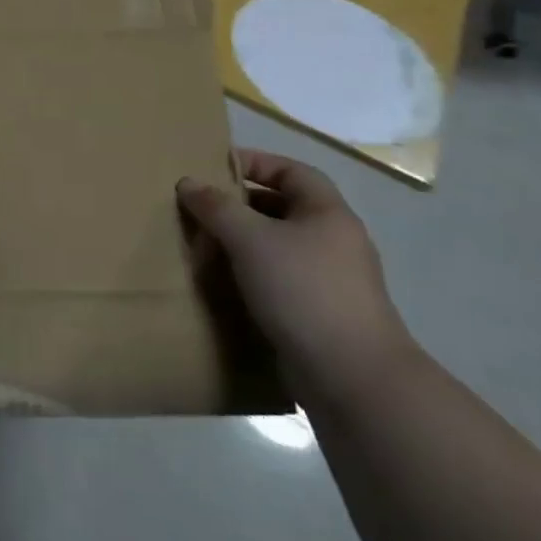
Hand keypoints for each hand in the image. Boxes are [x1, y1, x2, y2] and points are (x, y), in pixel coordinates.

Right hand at [177, 149, 418, 413]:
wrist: (352, 377)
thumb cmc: (302, 290)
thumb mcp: (250, 239)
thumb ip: (216, 206)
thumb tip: (188, 183)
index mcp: (328, 213)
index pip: (291, 171)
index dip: (254, 162)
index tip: (214, 168)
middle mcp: (335, 240)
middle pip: (283, 208)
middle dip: (241, 205)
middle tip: (202, 209)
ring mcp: (332, 280)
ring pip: (279, 246)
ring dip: (244, 243)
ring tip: (206, 246)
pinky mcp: (322, 313)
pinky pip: (281, 279)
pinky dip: (253, 275)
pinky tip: (226, 284)